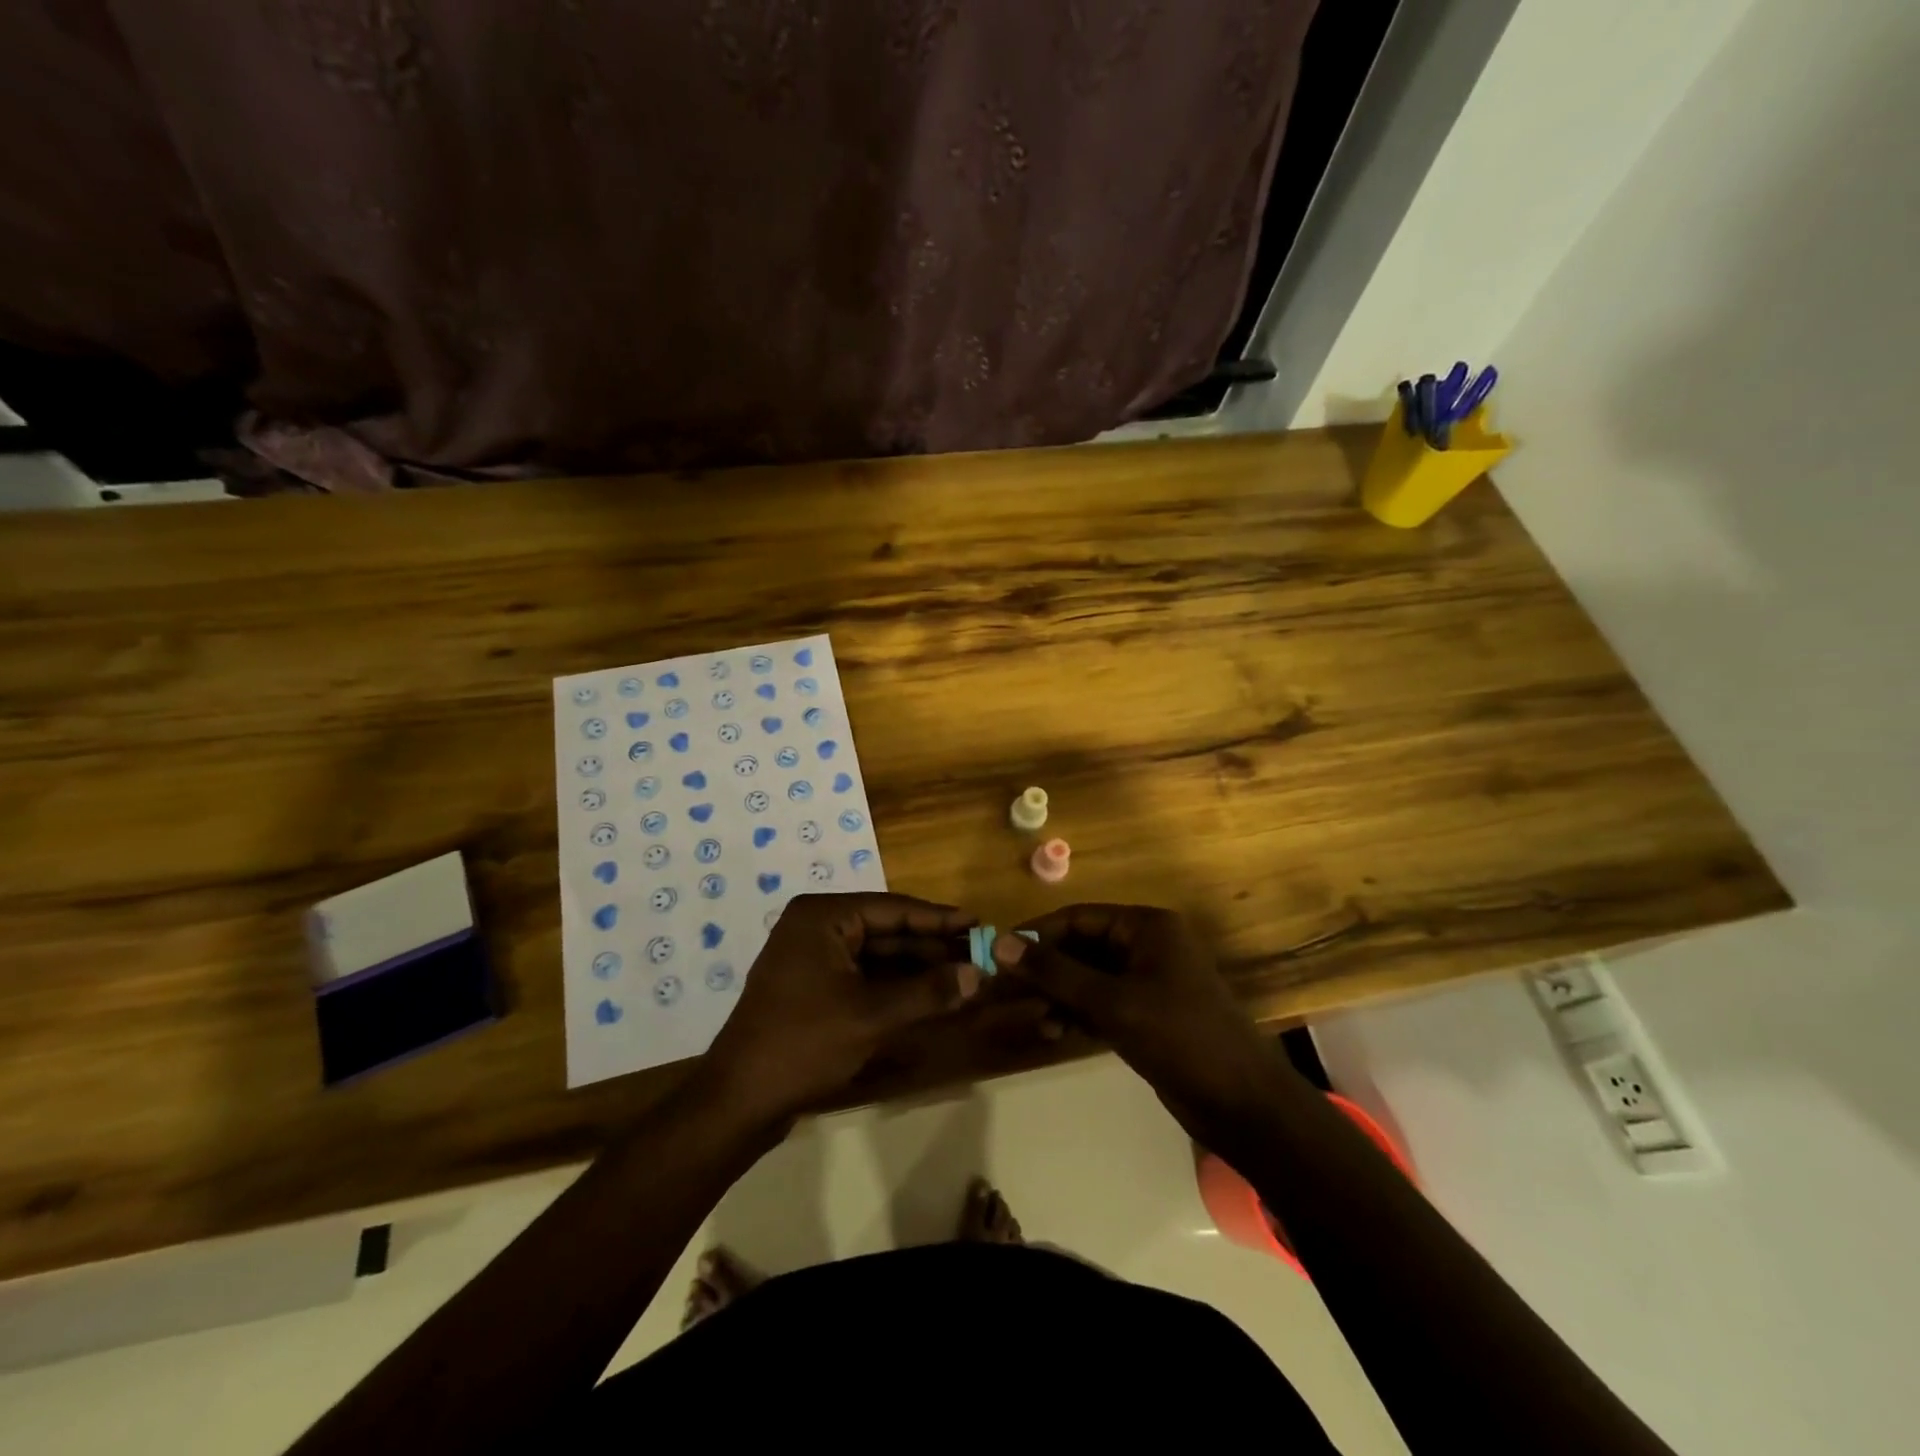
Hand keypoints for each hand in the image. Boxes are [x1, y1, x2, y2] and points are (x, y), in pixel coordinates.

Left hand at [701, 893, 979, 1124]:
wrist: (739, 1100)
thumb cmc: (804, 1043)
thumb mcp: (872, 1016)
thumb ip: (928, 992)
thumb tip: (978, 975)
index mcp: (822, 917)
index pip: (893, 908)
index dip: (938, 918)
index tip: (978, 923)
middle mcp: (816, 927)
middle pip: (886, 930)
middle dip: (930, 947)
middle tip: (977, 953)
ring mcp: (811, 958)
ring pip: (877, 955)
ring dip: (916, 969)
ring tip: (963, 975)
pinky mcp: (812, 987)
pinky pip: (862, 976)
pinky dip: (895, 986)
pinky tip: (928, 995)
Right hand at [992, 904, 1295, 1150]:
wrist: (1244, 1105)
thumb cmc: (1180, 1038)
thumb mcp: (1113, 1002)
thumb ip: (1055, 972)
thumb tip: (1000, 944)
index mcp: (1147, 927)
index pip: (1078, 917)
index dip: (1037, 933)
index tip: (997, 954)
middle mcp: (1146, 946)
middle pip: (1081, 947)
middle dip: (1045, 971)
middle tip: (1004, 992)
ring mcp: (1147, 981)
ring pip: (1087, 978)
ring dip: (1057, 996)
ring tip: (1032, 1021)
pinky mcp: (1146, 1014)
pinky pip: (1100, 1003)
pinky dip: (1076, 1014)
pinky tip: (1052, 1033)